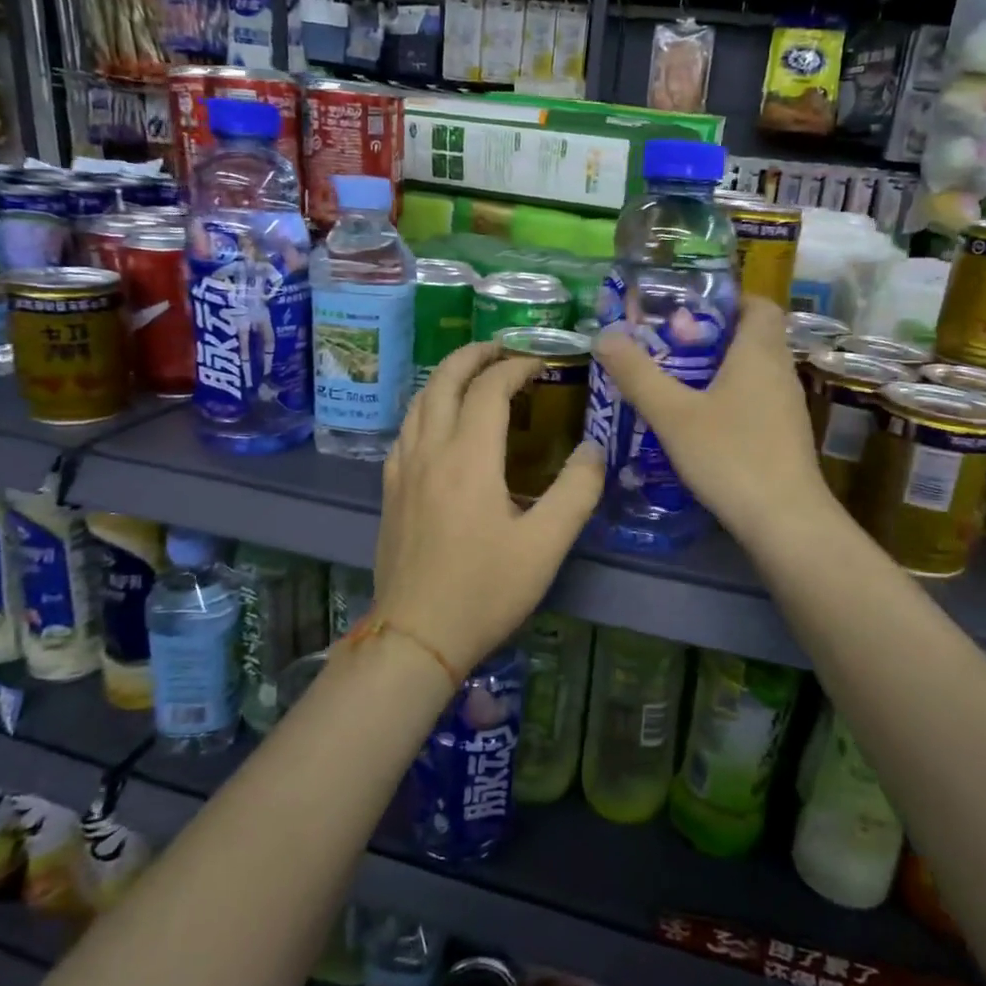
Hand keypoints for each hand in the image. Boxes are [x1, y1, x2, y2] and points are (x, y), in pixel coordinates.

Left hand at [374, 342, 602, 674]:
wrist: (416, 636)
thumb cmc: (485, 591)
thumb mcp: (546, 546)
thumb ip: (576, 491)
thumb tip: (594, 448)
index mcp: (468, 458)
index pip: (489, 388)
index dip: (517, 366)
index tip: (542, 363)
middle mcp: (430, 451)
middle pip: (444, 380)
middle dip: (474, 355)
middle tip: (503, 348)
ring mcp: (403, 469)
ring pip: (419, 402)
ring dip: (447, 377)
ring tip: (474, 375)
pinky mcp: (390, 490)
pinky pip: (406, 429)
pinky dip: (427, 407)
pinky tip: (440, 423)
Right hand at [593, 295, 833, 550]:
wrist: (785, 521)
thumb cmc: (730, 456)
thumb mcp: (673, 414)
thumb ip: (638, 374)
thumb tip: (605, 335)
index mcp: (759, 352)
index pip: (758, 304)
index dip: (727, 300)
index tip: (688, 310)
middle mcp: (780, 372)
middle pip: (751, 337)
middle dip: (710, 337)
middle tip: (667, 348)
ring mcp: (786, 407)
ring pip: (752, 372)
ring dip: (717, 371)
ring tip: (674, 383)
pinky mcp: (784, 436)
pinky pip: (755, 401)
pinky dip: (728, 400)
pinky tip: (698, 424)